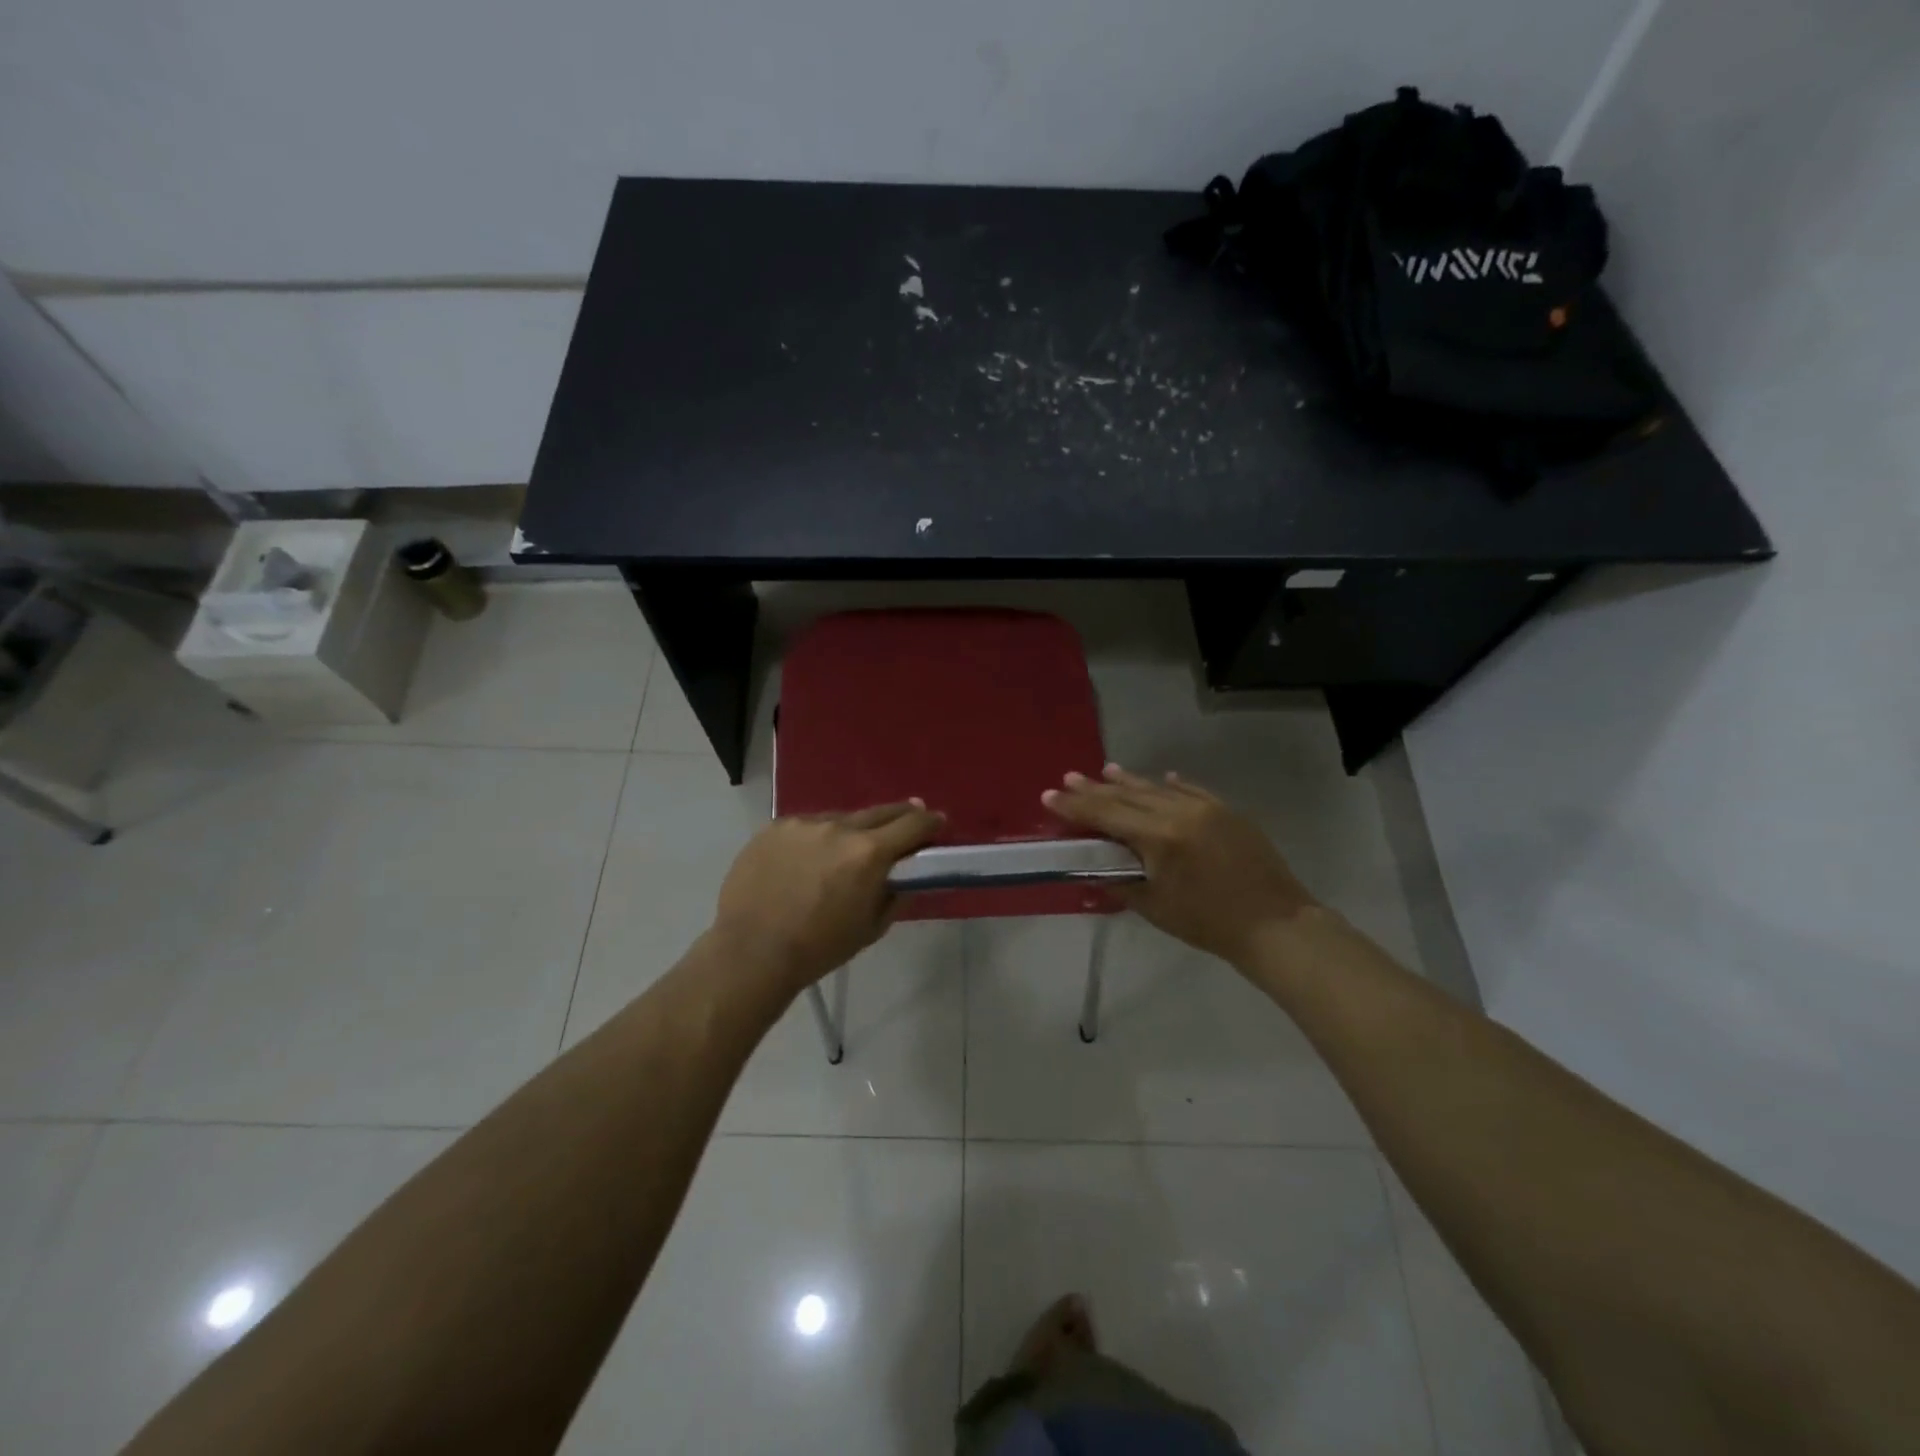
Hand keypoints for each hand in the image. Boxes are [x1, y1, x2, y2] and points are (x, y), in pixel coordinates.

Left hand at [708, 801, 945, 996]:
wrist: (751, 951)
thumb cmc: (819, 948)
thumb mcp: (871, 928)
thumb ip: (894, 894)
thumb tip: (905, 875)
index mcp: (868, 853)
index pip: (911, 825)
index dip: (929, 822)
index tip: (938, 821)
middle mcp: (838, 828)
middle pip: (879, 812)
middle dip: (899, 814)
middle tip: (911, 813)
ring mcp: (803, 824)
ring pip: (839, 819)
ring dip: (852, 829)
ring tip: (850, 845)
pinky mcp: (774, 828)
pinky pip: (806, 827)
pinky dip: (817, 837)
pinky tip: (810, 856)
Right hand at [1043, 765, 1315, 966]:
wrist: (1274, 924)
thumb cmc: (1208, 923)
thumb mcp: (1155, 907)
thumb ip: (1121, 881)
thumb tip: (1097, 868)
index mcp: (1159, 837)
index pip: (1107, 814)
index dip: (1075, 805)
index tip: (1050, 794)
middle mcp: (1179, 812)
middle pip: (1128, 795)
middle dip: (1095, 788)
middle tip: (1069, 777)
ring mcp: (1207, 807)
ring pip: (1158, 788)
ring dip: (1130, 780)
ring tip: (1106, 770)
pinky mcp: (1227, 812)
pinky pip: (1192, 790)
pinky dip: (1172, 785)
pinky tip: (1162, 778)